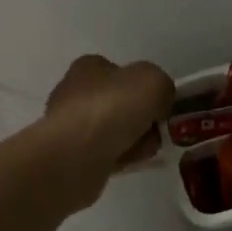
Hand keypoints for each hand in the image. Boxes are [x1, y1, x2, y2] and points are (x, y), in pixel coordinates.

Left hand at [43, 55, 174, 183]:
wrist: (76, 154)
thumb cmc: (113, 107)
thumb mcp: (154, 81)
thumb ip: (162, 85)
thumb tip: (159, 101)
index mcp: (88, 67)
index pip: (120, 73)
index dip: (143, 88)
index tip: (158, 105)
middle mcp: (73, 92)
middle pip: (119, 104)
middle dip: (141, 119)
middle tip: (154, 131)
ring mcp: (68, 125)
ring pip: (113, 131)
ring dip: (133, 141)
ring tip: (141, 150)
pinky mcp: (68, 154)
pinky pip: (104, 154)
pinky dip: (118, 159)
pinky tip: (126, 163)